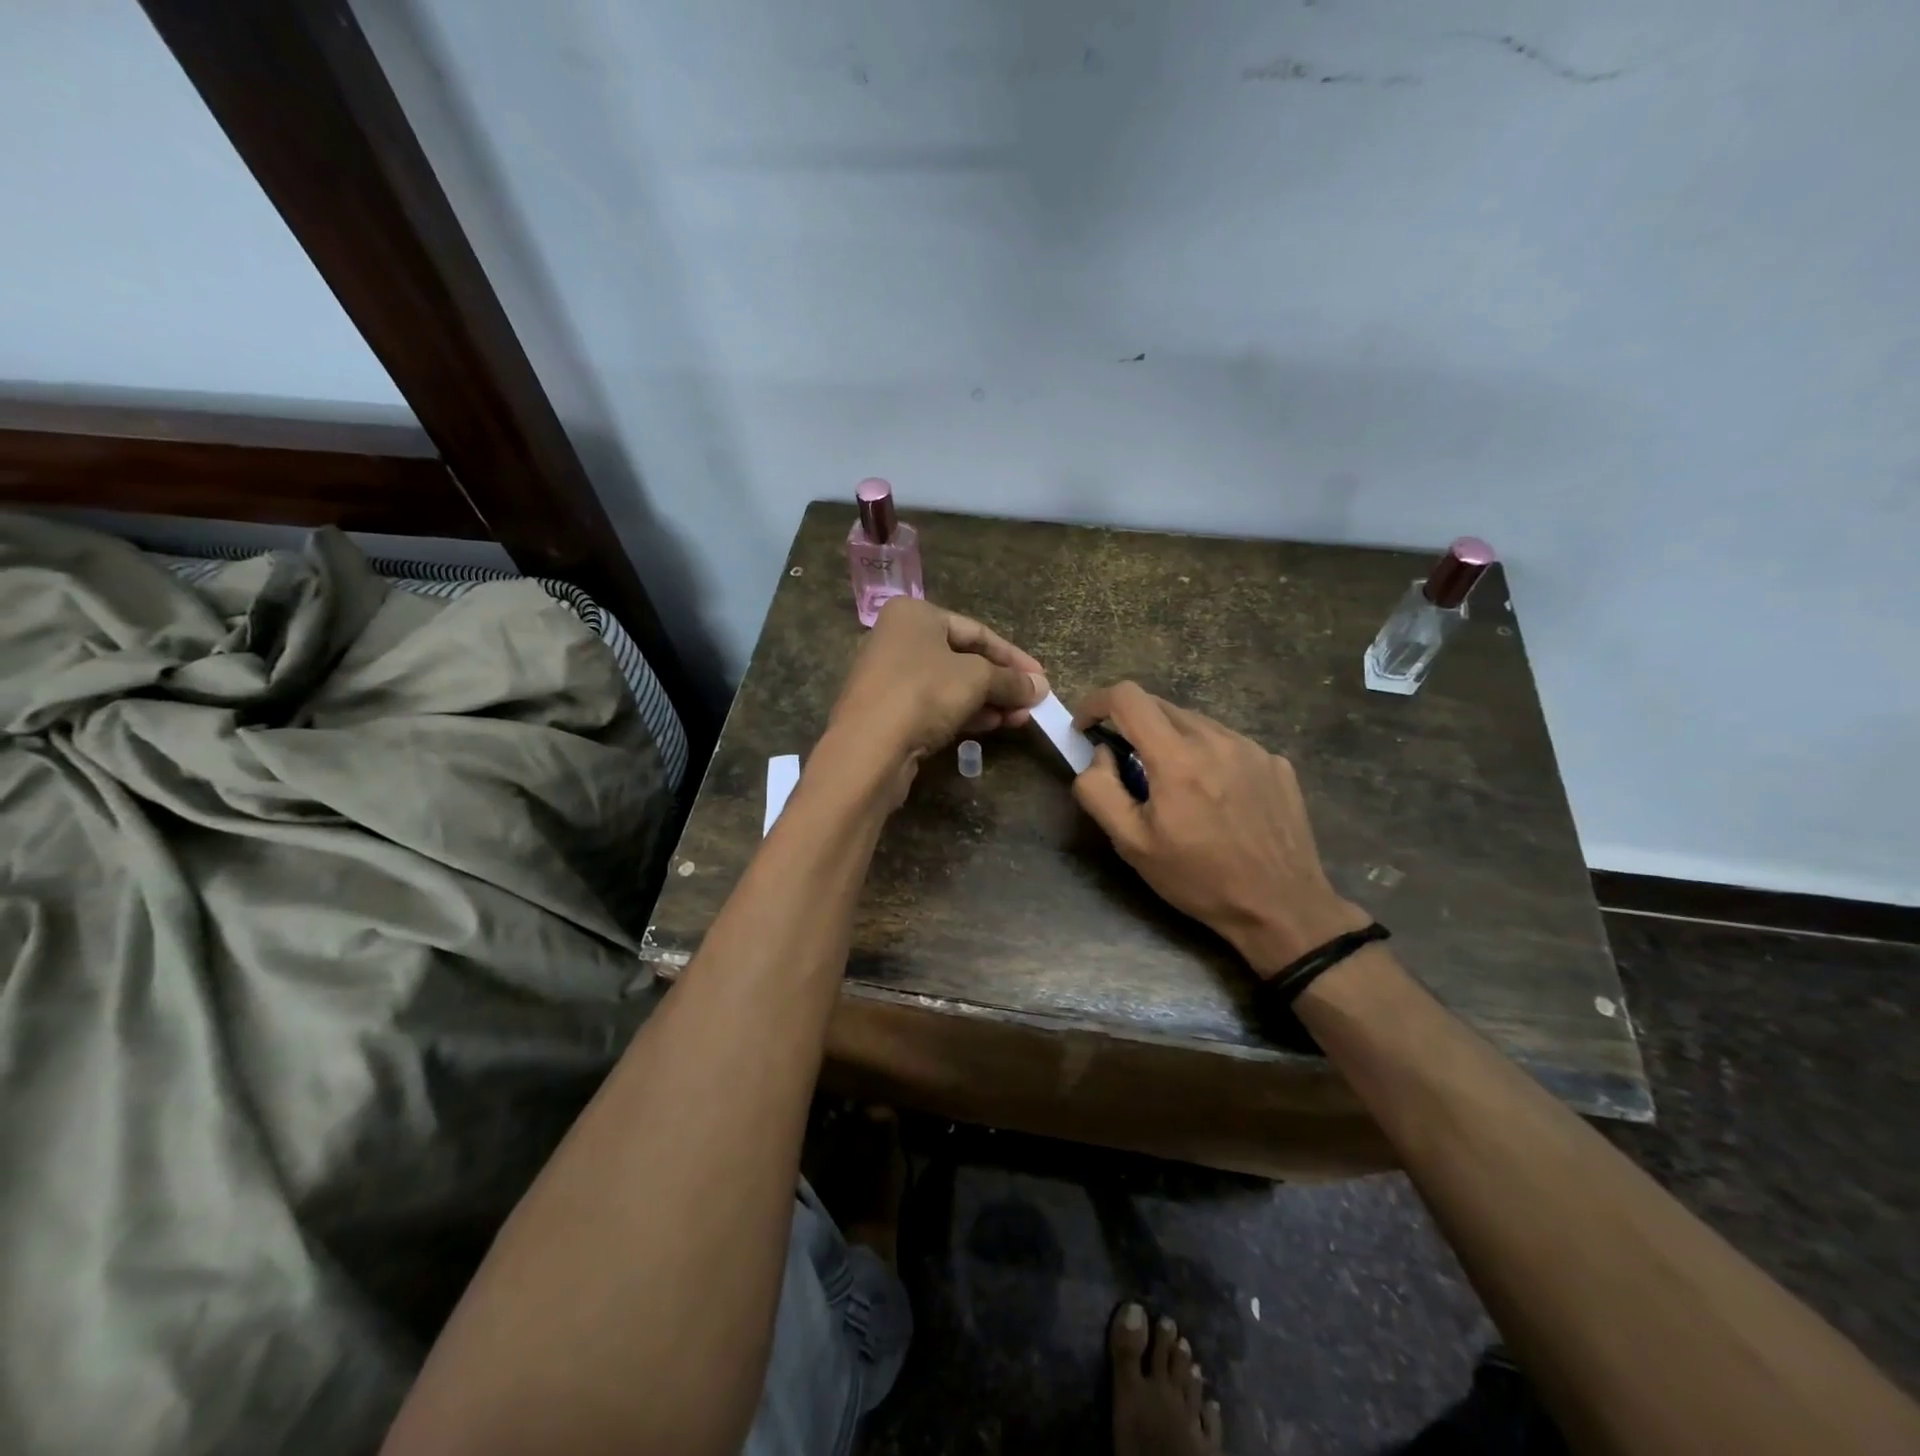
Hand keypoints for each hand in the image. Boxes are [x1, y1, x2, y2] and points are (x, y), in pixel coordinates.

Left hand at [827, 597, 1047, 786]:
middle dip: (1001, 682)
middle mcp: (897, 638)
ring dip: (988, 700)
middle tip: (1031, 703)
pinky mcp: (887, 711)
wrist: (868, 748)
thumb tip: (1040, 688)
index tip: (1041, 679)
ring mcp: (889, 676)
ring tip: (1019, 718)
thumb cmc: (924, 693)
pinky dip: (964, 712)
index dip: (1013, 657)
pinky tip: (992, 726)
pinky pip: (933, 705)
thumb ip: (1010, 680)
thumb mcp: (976, 679)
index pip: (976, 631)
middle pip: (963, 658)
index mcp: (914, 615)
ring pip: (950, 684)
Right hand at [1071, 683, 1368, 975]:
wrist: (1281, 908)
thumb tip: (1100, 754)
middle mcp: (1216, 739)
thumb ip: (1100, 790)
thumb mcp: (1131, 844)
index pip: (1127, 697)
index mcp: (1177, 758)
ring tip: (1175, 787)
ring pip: (1194, 723)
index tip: (1086, 729)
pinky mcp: (1276, 762)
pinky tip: (1215, 797)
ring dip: (1170, 741)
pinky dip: (1206, 756)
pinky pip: (1227, 743)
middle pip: (1159, 706)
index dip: (1096, 703)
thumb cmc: (1198, 879)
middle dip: (1131, 725)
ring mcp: (1252, 748)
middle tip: (1127, 768)